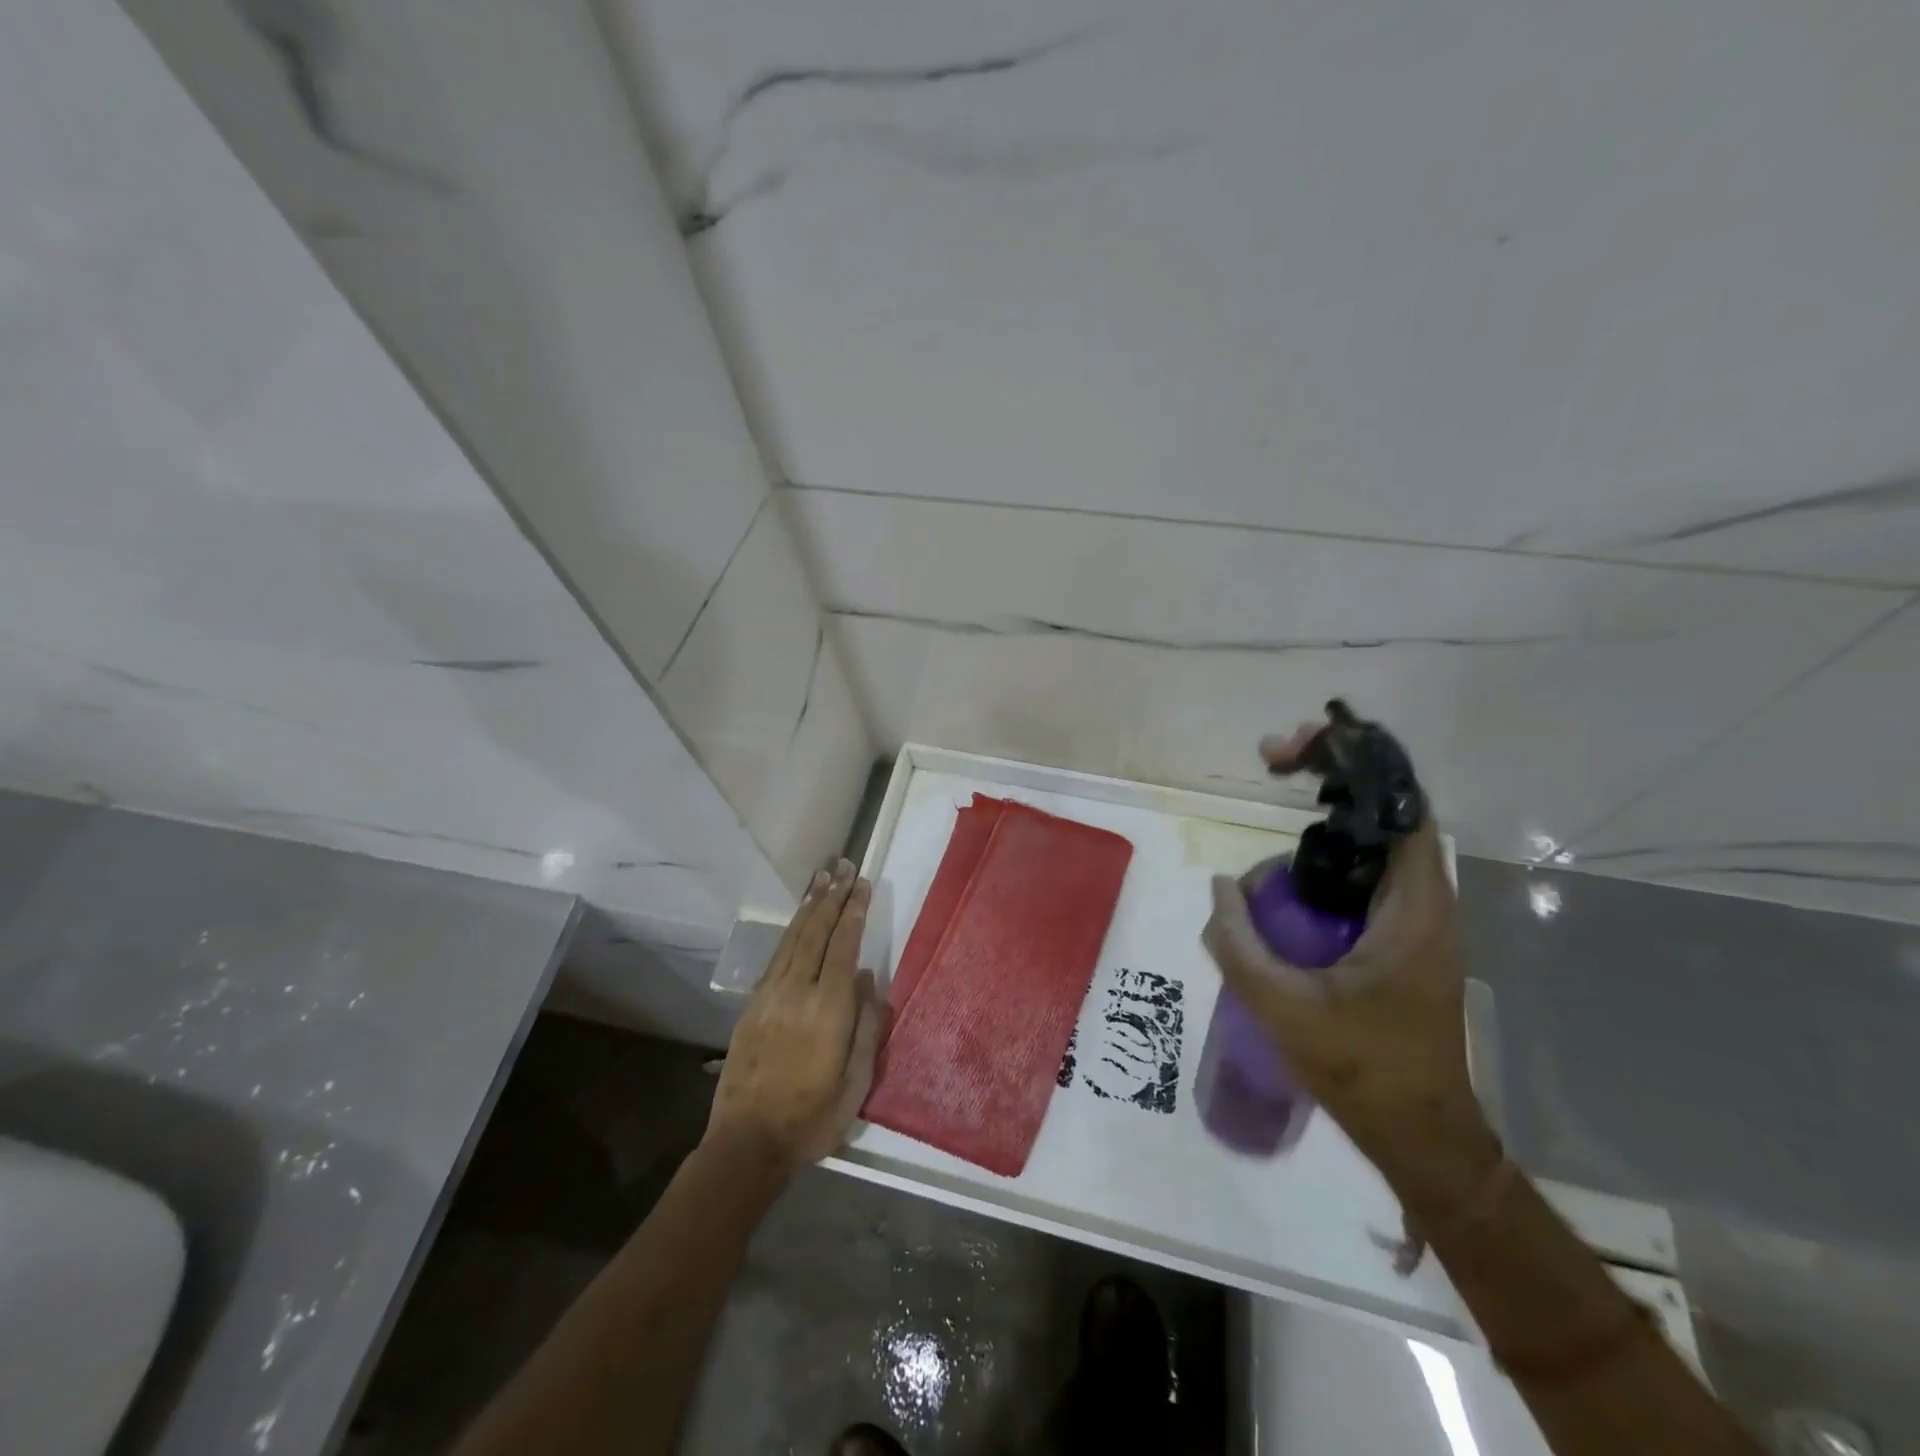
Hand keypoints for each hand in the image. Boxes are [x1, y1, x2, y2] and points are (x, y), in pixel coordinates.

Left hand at [706, 860, 882, 1173]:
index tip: (862, 884)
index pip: (844, 946)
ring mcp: (771, 995)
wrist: (747, 1143)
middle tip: (843, 866)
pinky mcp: (753, 1005)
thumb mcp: (857, 1081)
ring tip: (822, 878)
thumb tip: (870, 978)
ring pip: (793, 938)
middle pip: (816, 932)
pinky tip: (798, 920)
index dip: (854, 911)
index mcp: (829, 1008)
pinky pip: (776, 956)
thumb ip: (867, 1025)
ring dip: (809, 905)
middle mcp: (798, 991)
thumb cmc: (813, 1118)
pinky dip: (791, 930)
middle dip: (832, 896)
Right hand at [1202, 735, 1498, 1214]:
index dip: (1358, 762)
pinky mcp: (1398, 936)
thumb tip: (1221, 887)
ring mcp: (1414, 919)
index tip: (1300, 749)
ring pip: (1372, 841)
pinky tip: (1283, 876)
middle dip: (1333, 773)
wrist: (1418, 1133)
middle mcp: (1424, 902)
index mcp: (1414, 909)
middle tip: (1274, 758)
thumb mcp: (1285, 1008)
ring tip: (1274, 807)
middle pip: (1385, 810)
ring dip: (1325, 815)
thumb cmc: (1362, 1070)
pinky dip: (1325, 855)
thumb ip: (1239, 943)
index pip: (1401, 807)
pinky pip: (1361, 874)